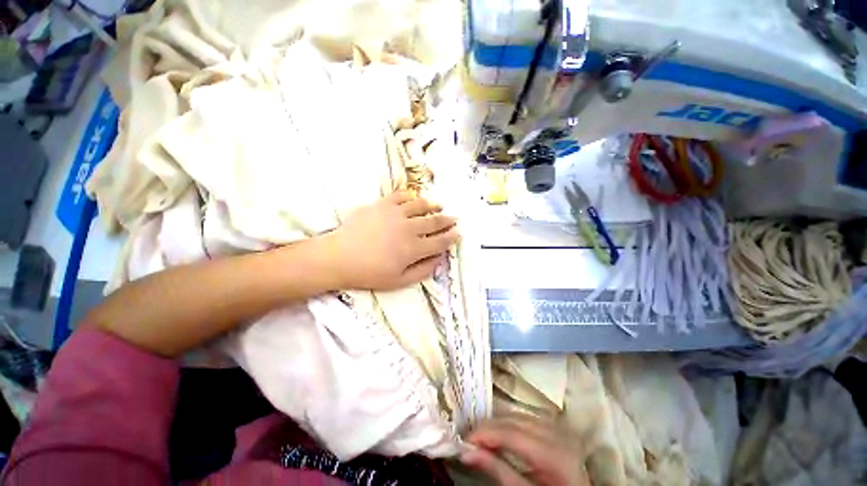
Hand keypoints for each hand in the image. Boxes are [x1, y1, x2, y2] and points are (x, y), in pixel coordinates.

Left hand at [323, 191, 458, 289]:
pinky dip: (410, 196)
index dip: (451, 237)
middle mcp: (409, 228)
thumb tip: (439, 260)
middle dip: (447, 220)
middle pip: (434, 222)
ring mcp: (396, 214)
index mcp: (414, 249)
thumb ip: (422, 271)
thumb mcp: (399, 281)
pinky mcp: (382, 205)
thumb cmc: (369, 273)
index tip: (459, 233)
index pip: (440, 241)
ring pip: (421, 206)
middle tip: (455, 218)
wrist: (339, 258)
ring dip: (433, 206)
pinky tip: (415, 198)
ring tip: (440, 206)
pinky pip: (400, 196)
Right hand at [462, 416, 589, 485]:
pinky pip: (527, 416)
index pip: (511, 433)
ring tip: (482, 436)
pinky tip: (501, 431)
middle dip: (488, 427)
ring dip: (498, 422)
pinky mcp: (556, 427)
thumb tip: (467, 453)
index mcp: (553, 454)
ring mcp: (558, 428)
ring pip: (519, 414)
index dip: (485, 433)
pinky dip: (510, 421)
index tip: (464, 440)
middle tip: (469, 439)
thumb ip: (498, 471)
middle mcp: (557, 434)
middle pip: (514, 420)